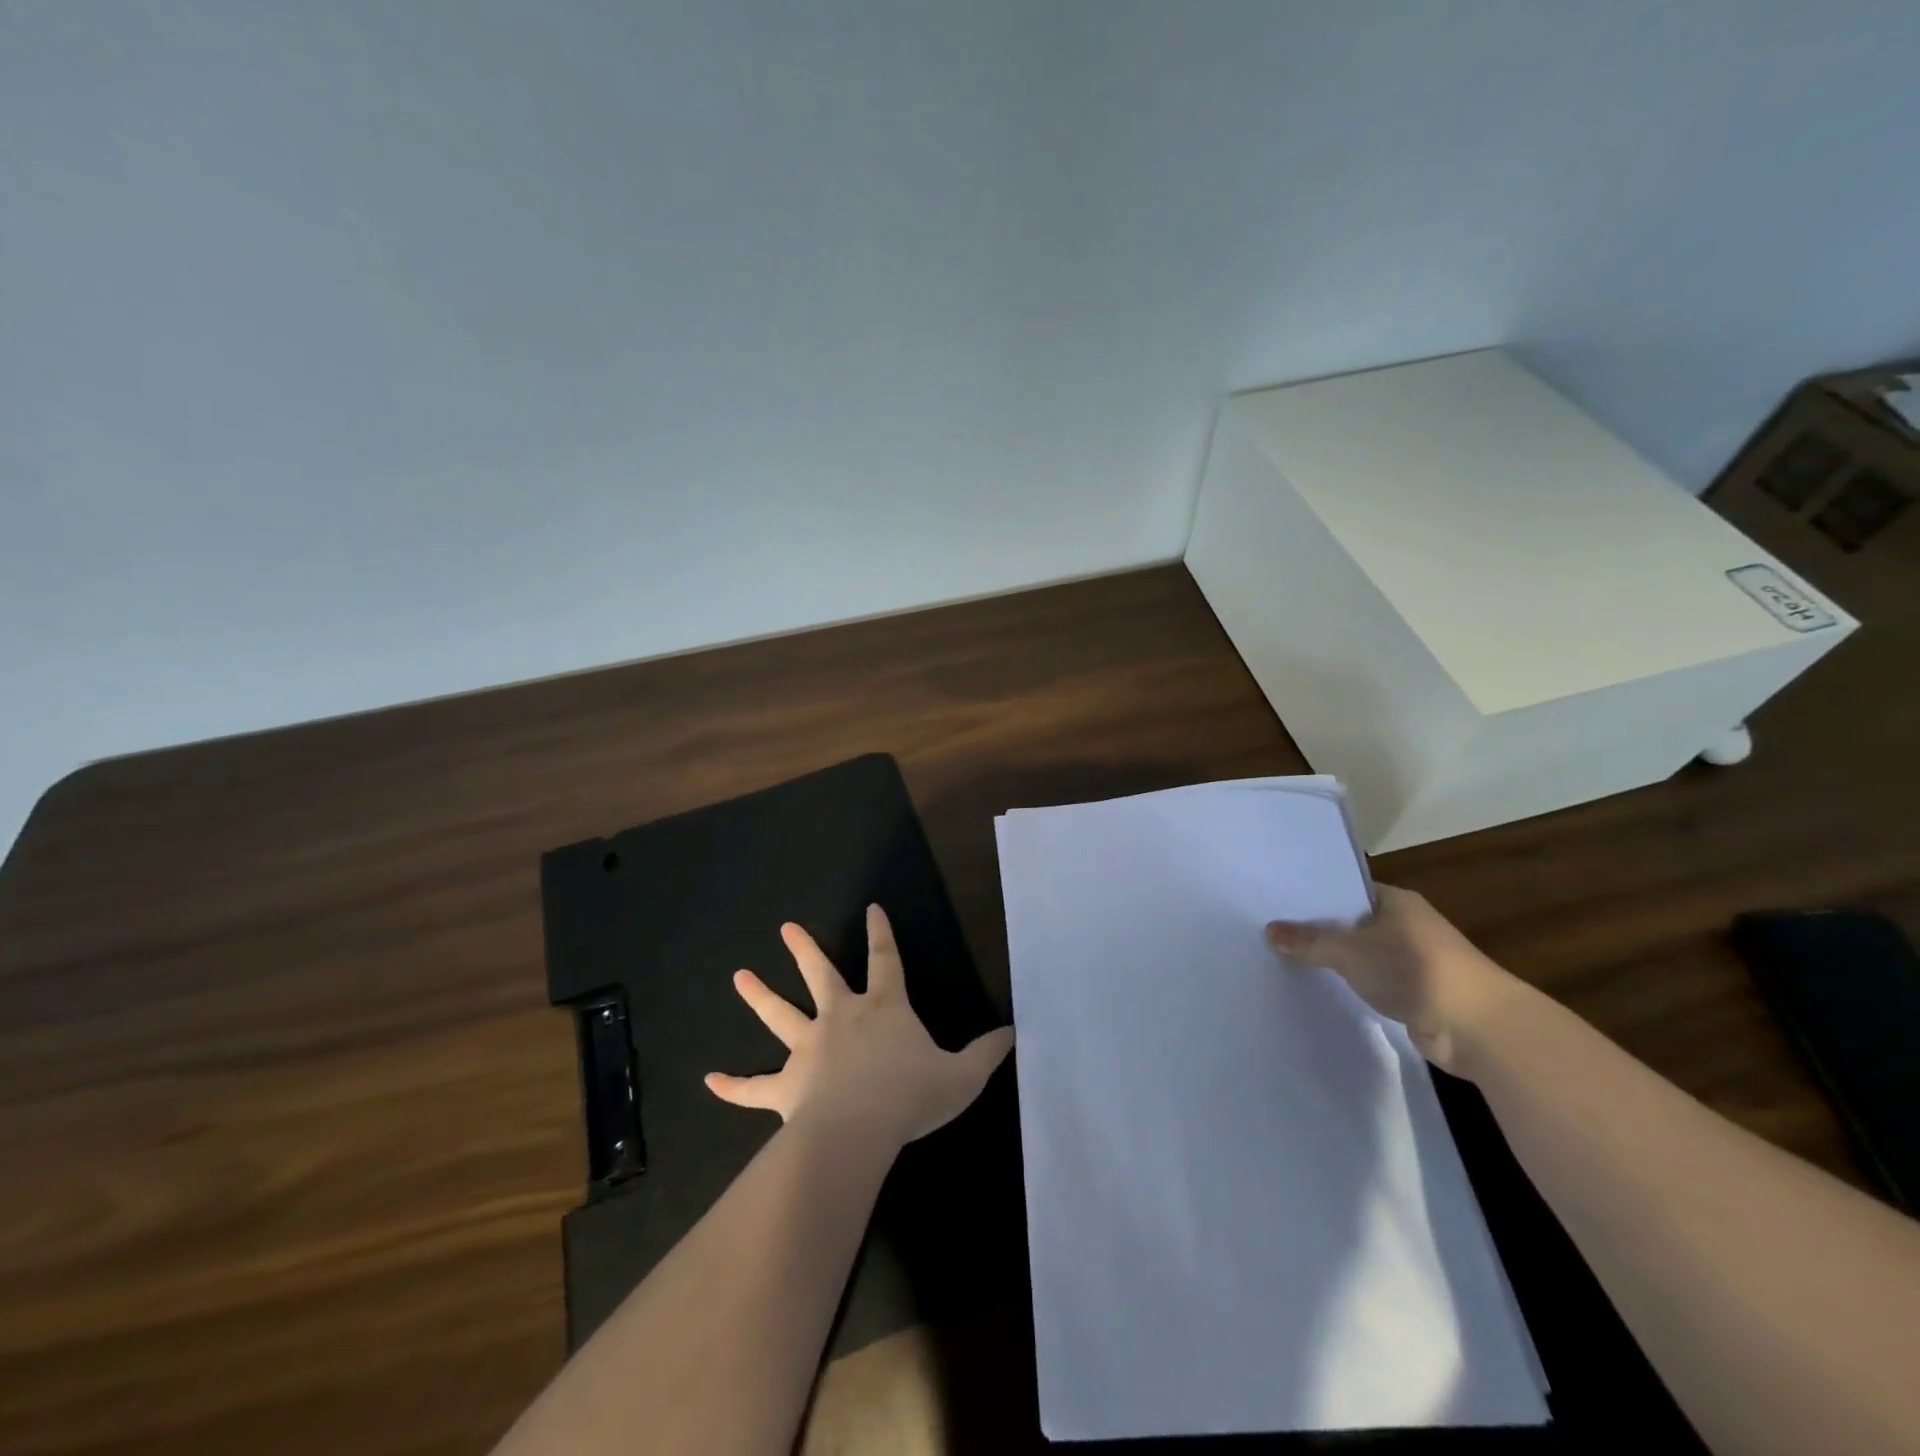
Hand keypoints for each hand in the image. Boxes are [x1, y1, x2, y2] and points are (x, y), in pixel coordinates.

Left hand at [705, 905, 1014, 1146]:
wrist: (860, 1129)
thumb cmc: (912, 1096)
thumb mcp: (962, 1076)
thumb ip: (986, 1053)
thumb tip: (1014, 1033)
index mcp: (883, 1009)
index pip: (886, 960)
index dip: (881, 933)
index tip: (871, 908)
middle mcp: (841, 1018)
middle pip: (820, 975)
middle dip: (804, 950)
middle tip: (786, 928)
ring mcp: (809, 1049)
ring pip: (779, 1016)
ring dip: (758, 996)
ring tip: (738, 976)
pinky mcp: (787, 1087)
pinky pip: (755, 1087)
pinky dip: (733, 1085)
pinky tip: (710, 1080)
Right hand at [1265, 885, 1518, 1072]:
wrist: (1479, 1027)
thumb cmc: (1414, 969)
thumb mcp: (1350, 951)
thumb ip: (1309, 940)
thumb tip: (1269, 930)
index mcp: (1394, 901)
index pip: (1344, 890)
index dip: (1312, 896)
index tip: (1276, 903)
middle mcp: (1405, 924)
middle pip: (1350, 922)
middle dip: (1317, 930)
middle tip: (1271, 932)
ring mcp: (1412, 959)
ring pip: (1360, 953)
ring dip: (1334, 960)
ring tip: (1286, 959)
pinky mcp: (1414, 991)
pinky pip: (1372, 980)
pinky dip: (1351, 984)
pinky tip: (1321, 987)